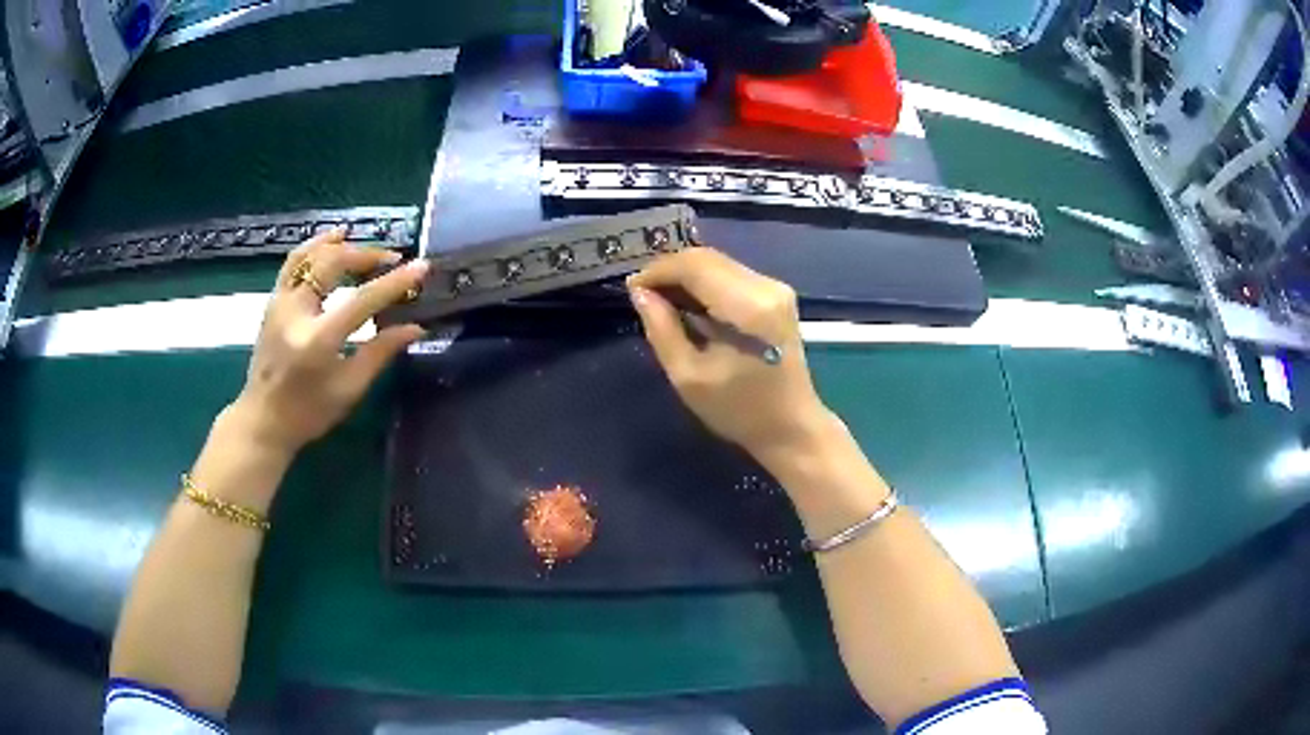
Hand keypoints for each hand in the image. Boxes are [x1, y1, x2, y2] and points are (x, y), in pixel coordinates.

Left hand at [228, 229, 430, 454]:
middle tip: (392, 260)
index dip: (394, 282)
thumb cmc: (309, 412)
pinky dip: (315, 246)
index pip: (362, 300)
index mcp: (318, 340)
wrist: (263, 420)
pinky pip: (294, 262)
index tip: (421, 267)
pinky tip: (332, 240)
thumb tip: (416, 327)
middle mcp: (296, 313)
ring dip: (340, 245)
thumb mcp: (349, 388)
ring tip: (363, 243)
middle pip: (333, 264)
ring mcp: (280, 303)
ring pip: (310, 255)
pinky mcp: (273, 301)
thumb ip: (381, 352)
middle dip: (366, 256)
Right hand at [627, 247, 831, 459]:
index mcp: (748, 308)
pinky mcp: (776, 294)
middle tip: (643, 295)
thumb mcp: (688, 377)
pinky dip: (704, 284)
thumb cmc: (739, 410)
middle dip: (670, 271)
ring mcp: (775, 288)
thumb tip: (640, 293)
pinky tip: (689, 306)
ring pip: (718, 263)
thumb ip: (661, 329)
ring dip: (686, 276)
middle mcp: (766, 287)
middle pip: (706, 258)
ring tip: (661, 302)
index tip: (632, 290)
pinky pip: (730, 275)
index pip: (694, 266)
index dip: (658, 271)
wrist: (792, 426)